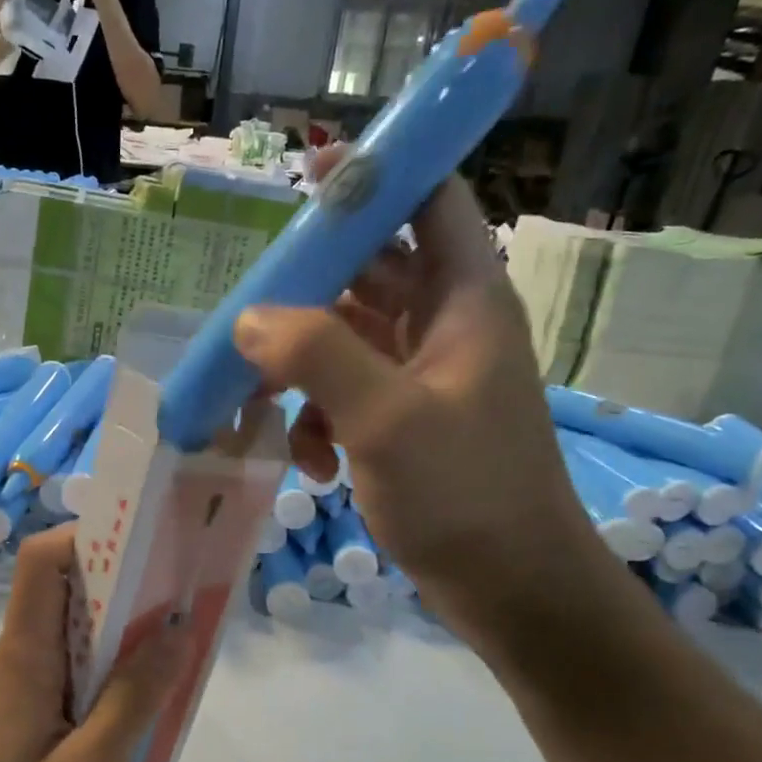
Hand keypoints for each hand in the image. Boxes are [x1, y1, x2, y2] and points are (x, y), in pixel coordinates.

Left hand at [0, 528, 185, 761]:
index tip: (146, 550)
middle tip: (181, 617)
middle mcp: (8, 659)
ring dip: (114, 648)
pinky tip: (124, 723)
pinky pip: (58, 680)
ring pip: (65, 644)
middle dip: (123, 598)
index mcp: (21, 656)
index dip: (89, 538)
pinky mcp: (6, 720)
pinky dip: (96, 683)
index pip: (42, 560)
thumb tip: (176, 628)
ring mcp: (3, 690)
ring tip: (166, 674)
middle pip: (63, 599)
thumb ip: (134, 698)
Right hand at [233, 144, 605, 641]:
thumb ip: (317, 357)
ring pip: (346, 339)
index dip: (378, 173)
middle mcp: (445, 326)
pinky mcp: (402, 423)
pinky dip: (318, 421)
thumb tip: (249, 319)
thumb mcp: (386, 419)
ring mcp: (422, 378)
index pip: (431, 200)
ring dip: (301, 368)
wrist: (512, 590)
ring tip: (260, 403)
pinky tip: (312, 467)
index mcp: (464, 300)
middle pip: (370, 271)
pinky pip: (346, 396)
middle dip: (310, 287)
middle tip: (253, 304)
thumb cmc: (465, 494)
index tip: (311, 170)